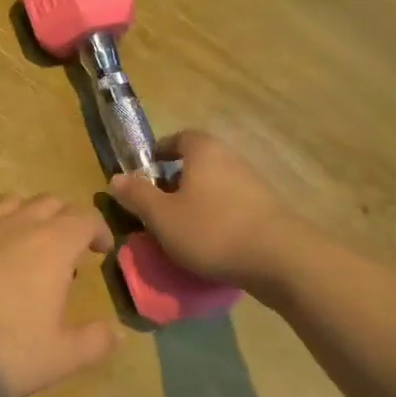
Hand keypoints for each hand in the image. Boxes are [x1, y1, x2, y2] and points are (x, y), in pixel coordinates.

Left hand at [0, 195, 118, 396]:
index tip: (100, 251)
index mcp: (51, 245)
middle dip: (62, 220)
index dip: (97, 230)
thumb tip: (115, 333)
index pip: (84, 218)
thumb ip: (93, 342)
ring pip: (6, 202)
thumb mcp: (59, 358)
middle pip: (47, 202)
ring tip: (21, 245)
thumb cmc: (1, 353)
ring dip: (21, 216)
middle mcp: (14, 225)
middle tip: (64, 251)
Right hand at [109, 130, 287, 287]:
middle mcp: (231, 160)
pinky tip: (209, 243)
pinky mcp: (268, 212)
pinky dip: (217, 218)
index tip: (147, 169)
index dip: (162, 150)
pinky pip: (232, 207)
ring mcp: (254, 185)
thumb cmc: (211, 230)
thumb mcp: (162, 216)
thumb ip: (137, 196)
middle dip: (176, 180)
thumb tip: (115, 178)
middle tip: (157, 204)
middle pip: (199, 162)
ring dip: (197, 201)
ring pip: (216, 186)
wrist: (280, 259)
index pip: (181, 137)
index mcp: (204, 152)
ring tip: (180, 228)